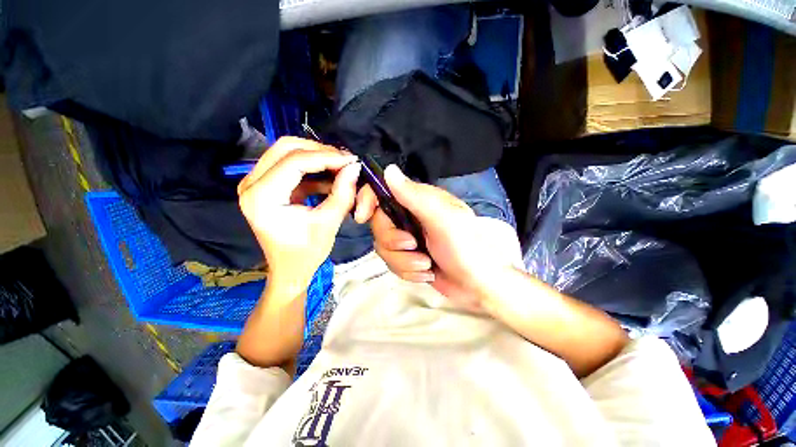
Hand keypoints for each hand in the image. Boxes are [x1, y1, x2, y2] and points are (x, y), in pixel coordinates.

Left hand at [238, 137, 359, 292]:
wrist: (289, 269)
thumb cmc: (306, 252)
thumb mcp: (329, 223)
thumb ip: (343, 193)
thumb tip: (354, 167)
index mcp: (262, 197)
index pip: (295, 161)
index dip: (327, 157)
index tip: (352, 160)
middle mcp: (251, 184)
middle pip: (286, 148)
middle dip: (320, 151)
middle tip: (345, 161)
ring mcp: (256, 183)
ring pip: (287, 152)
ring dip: (317, 157)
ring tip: (341, 167)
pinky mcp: (266, 185)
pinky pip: (290, 165)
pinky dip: (313, 168)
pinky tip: (331, 177)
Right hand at [354, 165, 520, 312]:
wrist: (477, 286)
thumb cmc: (466, 248)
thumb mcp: (443, 220)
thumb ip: (415, 196)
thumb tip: (388, 169)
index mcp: (418, 201)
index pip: (383, 192)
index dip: (367, 200)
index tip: (361, 216)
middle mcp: (410, 217)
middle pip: (379, 225)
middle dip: (393, 242)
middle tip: (414, 247)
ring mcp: (408, 239)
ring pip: (383, 248)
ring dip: (404, 262)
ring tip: (426, 266)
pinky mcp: (407, 258)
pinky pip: (392, 264)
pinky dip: (408, 272)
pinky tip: (427, 274)